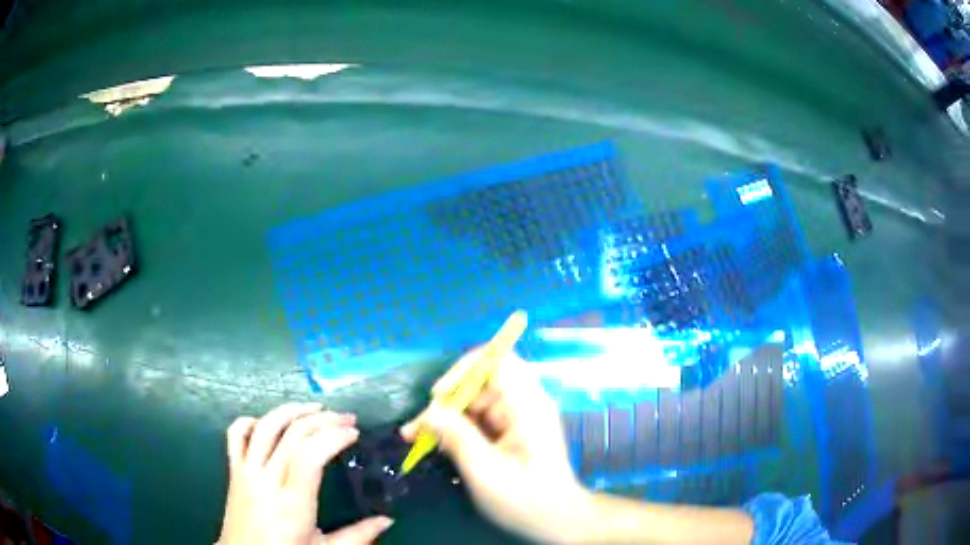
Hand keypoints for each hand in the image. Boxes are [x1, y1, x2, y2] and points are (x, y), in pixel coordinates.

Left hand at [218, 403, 393, 544]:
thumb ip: (358, 536)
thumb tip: (387, 520)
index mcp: (292, 502)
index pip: (309, 454)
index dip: (332, 436)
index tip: (353, 433)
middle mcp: (267, 479)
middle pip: (291, 434)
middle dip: (322, 419)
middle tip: (346, 418)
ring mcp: (246, 471)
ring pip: (264, 427)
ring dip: (291, 410)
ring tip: (315, 408)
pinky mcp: (233, 469)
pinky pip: (236, 434)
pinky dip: (252, 420)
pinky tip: (269, 422)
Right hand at [401, 350, 588, 543]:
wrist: (556, 521)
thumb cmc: (525, 499)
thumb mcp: (485, 471)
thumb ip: (457, 438)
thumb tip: (430, 413)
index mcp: (526, 405)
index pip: (498, 360)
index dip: (465, 368)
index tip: (439, 394)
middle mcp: (524, 404)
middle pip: (479, 384)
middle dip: (445, 402)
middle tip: (415, 428)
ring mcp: (518, 419)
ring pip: (474, 404)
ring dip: (445, 418)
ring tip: (415, 438)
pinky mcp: (511, 434)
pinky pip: (479, 421)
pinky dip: (456, 430)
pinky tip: (435, 445)